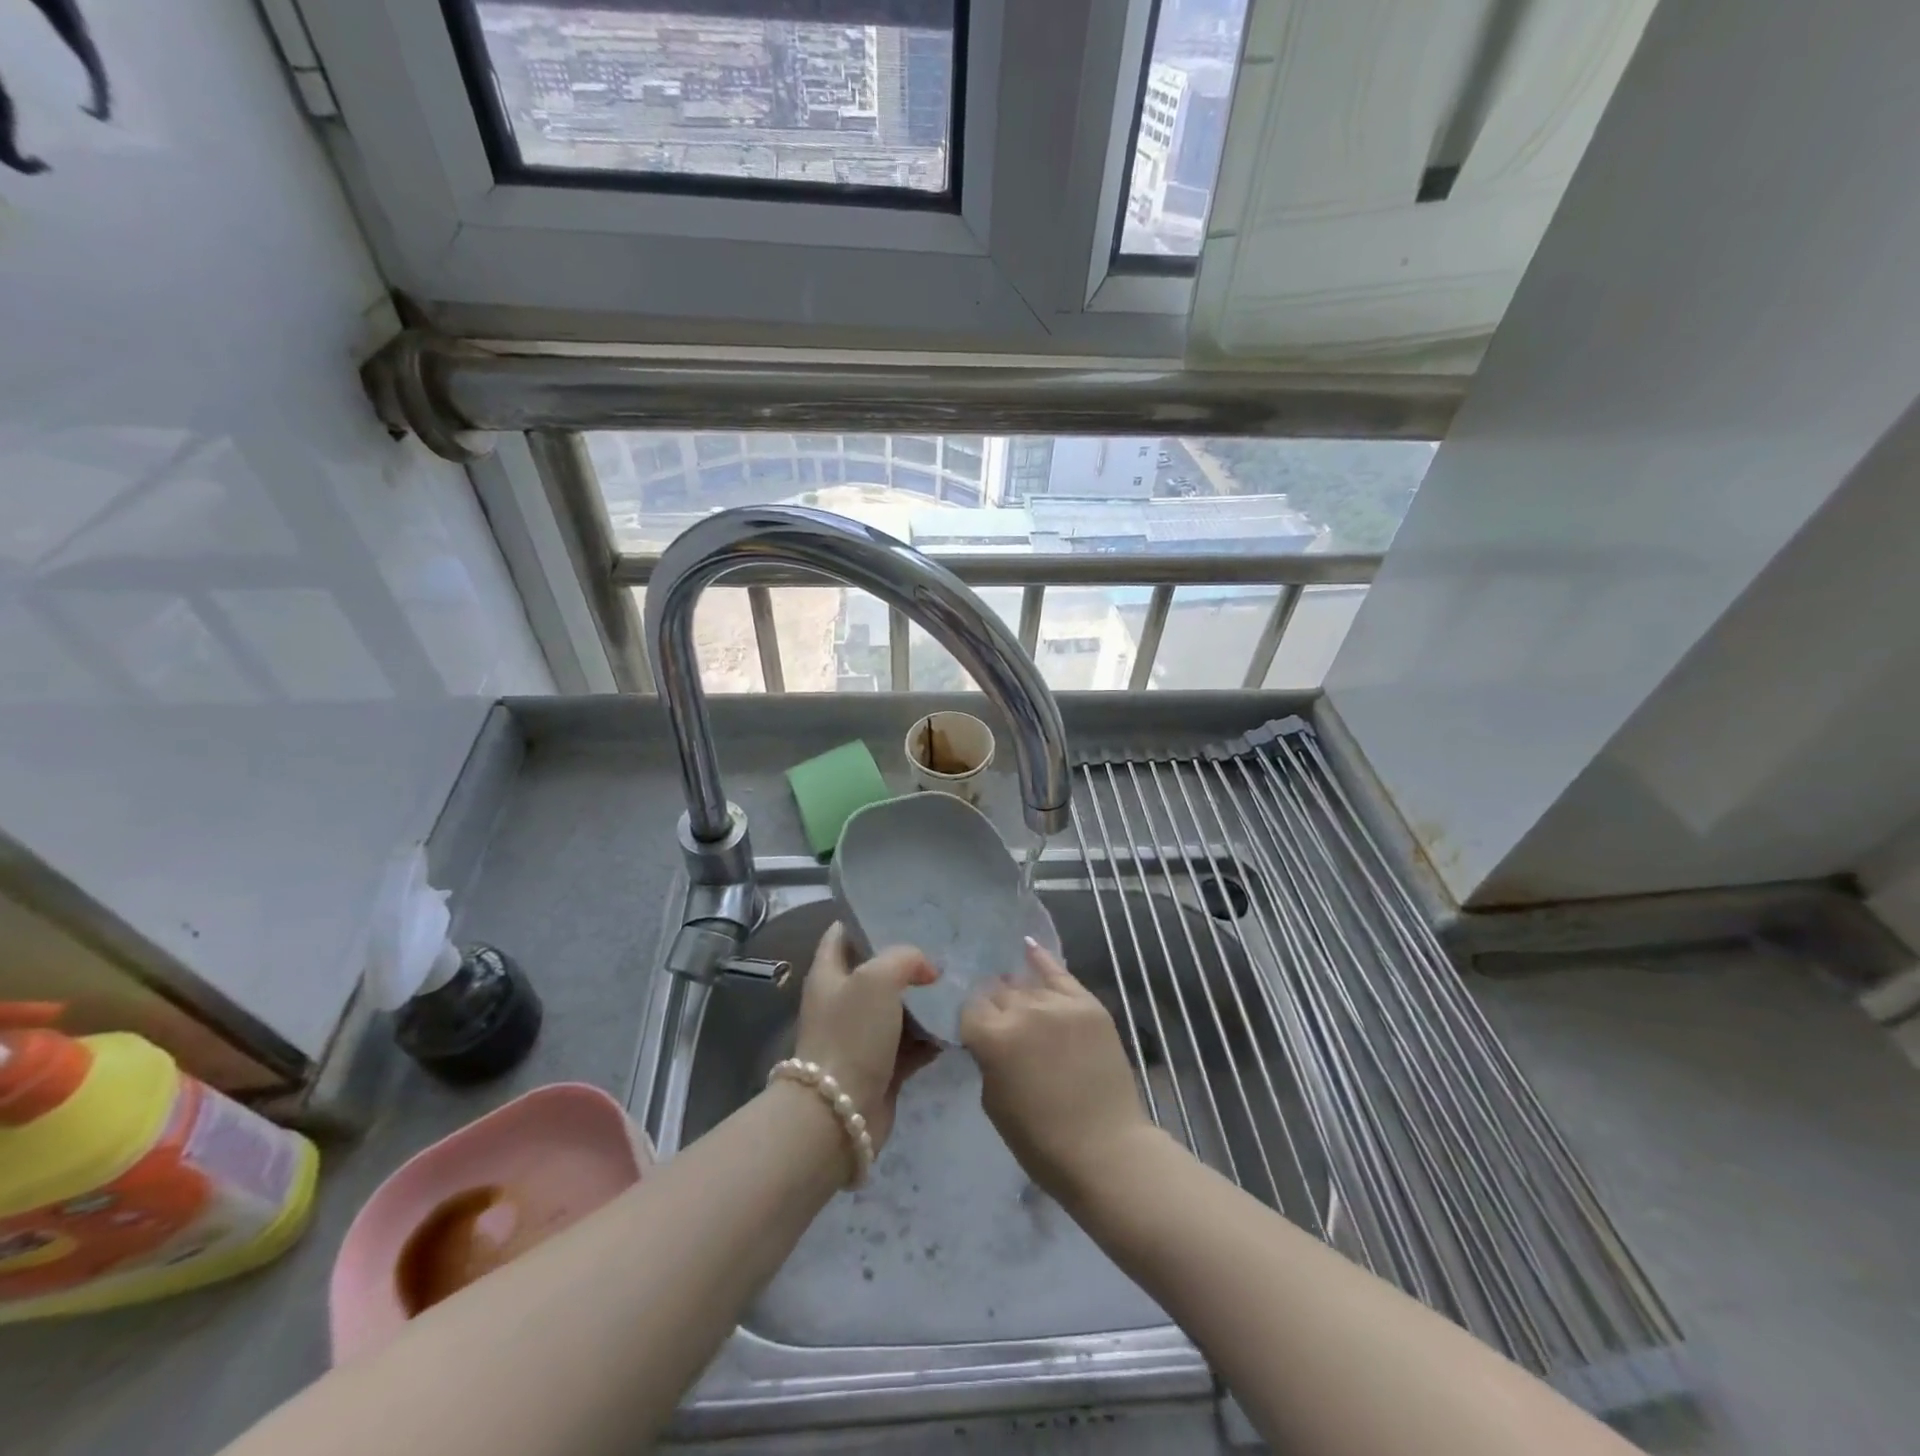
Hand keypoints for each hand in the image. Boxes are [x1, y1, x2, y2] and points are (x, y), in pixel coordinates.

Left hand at [791, 922, 941, 1152]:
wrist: (839, 1114)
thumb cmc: (851, 1035)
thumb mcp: (876, 979)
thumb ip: (904, 958)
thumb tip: (927, 969)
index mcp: (829, 974)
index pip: (844, 933)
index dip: (869, 919)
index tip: (905, 911)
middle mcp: (843, 1001)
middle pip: (877, 970)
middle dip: (908, 959)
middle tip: (945, 946)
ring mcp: (862, 1036)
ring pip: (898, 1007)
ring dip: (925, 999)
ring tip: (960, 981)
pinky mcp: (882, 1067)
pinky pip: (912, 1043)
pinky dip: (932, 1036)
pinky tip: (958, 1023)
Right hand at [961, 938, 1154, 1203]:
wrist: (1106, 1150)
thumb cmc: (1040, 1141)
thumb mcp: (993, 1101)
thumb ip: (987, 1058)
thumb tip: (989, 1035)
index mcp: (992, 1037)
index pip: (969, 1009)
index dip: (972, 1022)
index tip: (976, 1033)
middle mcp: (1022, 1010)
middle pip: (996, 992)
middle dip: (994, 1006)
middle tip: (1000, 1024)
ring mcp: (1058, 1003)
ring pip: (1025, 985)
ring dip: (1018, 994)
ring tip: (1017, 1002)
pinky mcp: (1087, 1004)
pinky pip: (1059, 973)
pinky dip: (1042, 960)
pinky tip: (1028, 948)